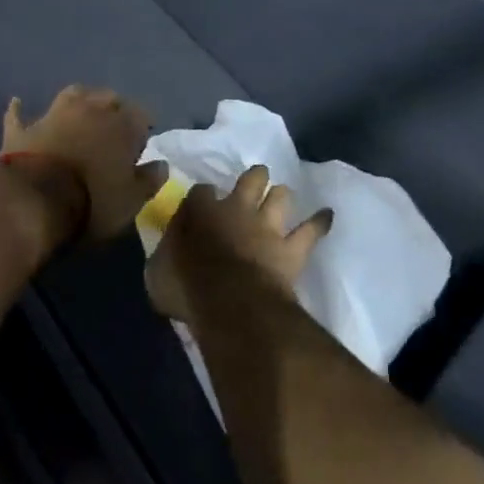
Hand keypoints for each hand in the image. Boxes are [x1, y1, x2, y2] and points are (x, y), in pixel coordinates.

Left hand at [1, 86, 168, 241]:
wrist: (33, 199)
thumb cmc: (92, 201)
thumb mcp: (131, 201)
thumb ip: (149, 180)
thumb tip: (161, 164)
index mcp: (121, 125)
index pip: (141, 115)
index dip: (142, 128)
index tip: (141, 144)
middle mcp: (90, 110)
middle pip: (108, 98)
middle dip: (115, 108)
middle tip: (115, 126)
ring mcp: (53, 115)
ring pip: (72, 94)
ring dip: (79, 99)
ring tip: (82, 109)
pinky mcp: (23, 129)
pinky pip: (20, 114)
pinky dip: (20, 110)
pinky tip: (18, 103)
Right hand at [146, 165, 331, 325]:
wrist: (231, 304)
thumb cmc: (186, 288)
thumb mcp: (157, 272)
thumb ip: (165, 255)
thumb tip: (166, 254)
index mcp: (199, 211)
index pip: (200, 191)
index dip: (202, 196)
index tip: (201, 204)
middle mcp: (237, 209)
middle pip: (250, 178)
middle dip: (253, 179)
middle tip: (253, 185)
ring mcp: (268, 226)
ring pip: (281, 196)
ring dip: (281, 197)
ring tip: (281, 199)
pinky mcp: (292, 248)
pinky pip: (312, 230)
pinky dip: (319, 223)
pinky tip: (327, 216)